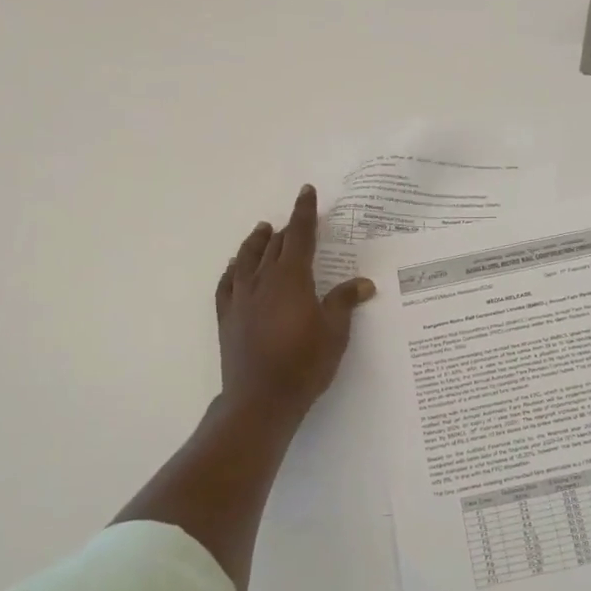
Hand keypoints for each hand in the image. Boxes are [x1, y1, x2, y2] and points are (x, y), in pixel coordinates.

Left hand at [214, 185, 373, 424]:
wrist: (261, 399)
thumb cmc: (305, 364)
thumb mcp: (335, 333)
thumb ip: (345, 302)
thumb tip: (363, 283)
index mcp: (292, 279)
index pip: (300, 236)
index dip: (304, 212)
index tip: (306, 192)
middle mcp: (263, 281)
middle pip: (275, 245)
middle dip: (287, 228)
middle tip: (296, 218)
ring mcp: (241, 298)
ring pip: (247, 259)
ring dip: (257, 242)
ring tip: (263, 230)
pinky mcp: (227, 317)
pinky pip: (227, 283)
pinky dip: (233, 269)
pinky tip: (235, 267)